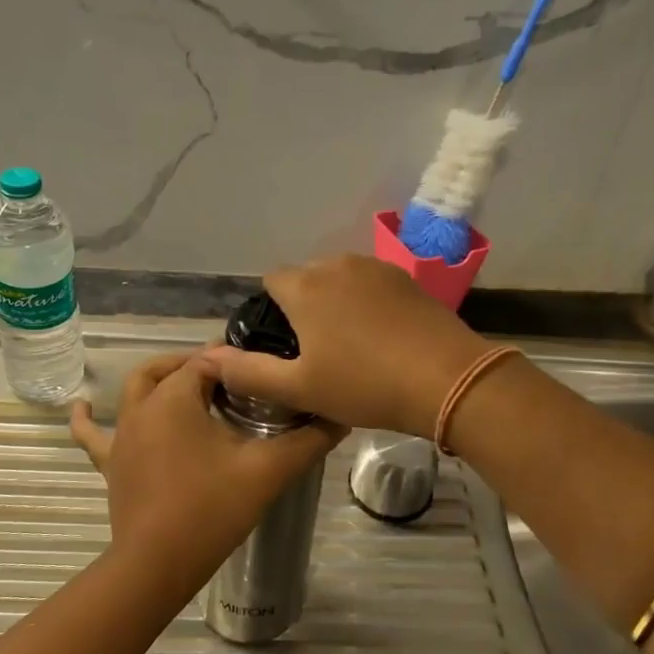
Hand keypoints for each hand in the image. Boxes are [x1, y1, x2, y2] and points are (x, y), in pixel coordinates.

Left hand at [70, 352, 343, 596]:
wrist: (157, 564)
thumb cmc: (211, 509)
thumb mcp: (268, 471)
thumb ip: (308, 441)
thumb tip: (341, 417)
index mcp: (176, 397)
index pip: (208, 361)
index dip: (235, 361)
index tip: (261, 372)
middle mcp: (143, 406)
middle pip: (170, 368)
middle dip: (198, 366)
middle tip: (230, 379)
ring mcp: (123, 435)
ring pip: (136, 390)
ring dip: (159, 380)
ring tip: (182, 380)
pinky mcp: (111, 463)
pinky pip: (93, 434)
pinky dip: (87, 417)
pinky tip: (80, 406)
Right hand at [202, 255, 491, 435]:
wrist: (448, 380)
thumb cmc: (365, 385)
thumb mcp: (300, 388)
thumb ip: (248, 372)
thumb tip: (206, 357)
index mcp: (305, 287)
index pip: (271, 282)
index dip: (270, 312)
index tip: (283, 347)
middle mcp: (337, 265)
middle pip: (305, 278)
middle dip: (302, 306)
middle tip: (315, 352)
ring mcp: (376, 268)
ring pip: (339, 279)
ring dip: (335, 303)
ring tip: (349, 345)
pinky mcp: (407, 279)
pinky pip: (371, 284)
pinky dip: (365, 303)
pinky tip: (380, 336)